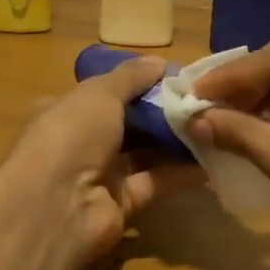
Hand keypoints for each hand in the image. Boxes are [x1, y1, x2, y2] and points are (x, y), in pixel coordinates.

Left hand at [0, 56, 201, 264]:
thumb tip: (159, 63)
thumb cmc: (71, 134)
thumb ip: (131, 77)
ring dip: (175, 141)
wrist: (55, 206)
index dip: (137, 84)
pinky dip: (180, 173)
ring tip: (214, 125)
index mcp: (67, 111)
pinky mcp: (120, 205)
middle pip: (128, 124)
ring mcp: (99, 176)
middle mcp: (80, 143)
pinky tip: (211, 160)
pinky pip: (155, 183)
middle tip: (202, 102)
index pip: (105, 93)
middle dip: (161, 113)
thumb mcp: (100, 93)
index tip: (175, 78)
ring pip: (143, 154)